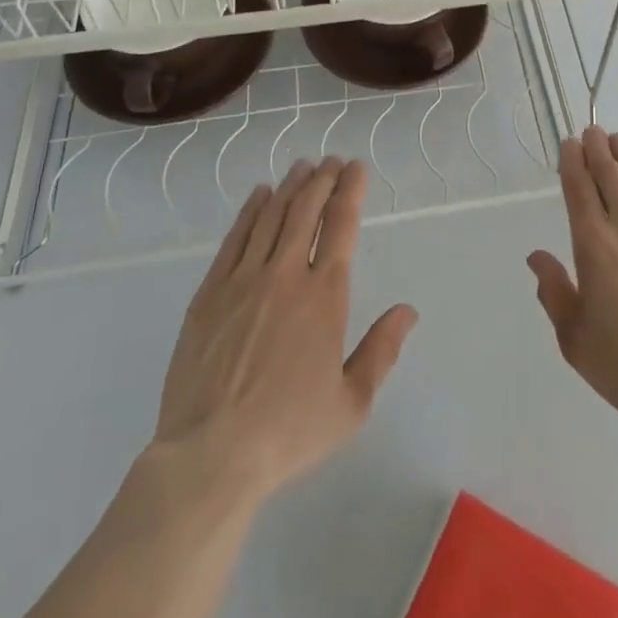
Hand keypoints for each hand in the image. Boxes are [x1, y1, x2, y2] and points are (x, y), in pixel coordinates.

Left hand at [154, 157, 417, 501]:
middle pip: (306, 210)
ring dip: (290, 187)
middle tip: (331, 161)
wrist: (210, 456)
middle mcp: (286, 275)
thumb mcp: (351, 403)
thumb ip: (381, 351)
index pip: (341, 225)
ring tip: (303, 167)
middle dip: (322, 179)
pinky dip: (250, 211)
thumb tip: (407, 311)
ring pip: (271, 216)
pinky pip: (234, 239)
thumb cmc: (288, 431)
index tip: (355, 168)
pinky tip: (259, 195)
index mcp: (324, 296)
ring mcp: (243, 280)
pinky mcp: (210, 293)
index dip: (350, 190)